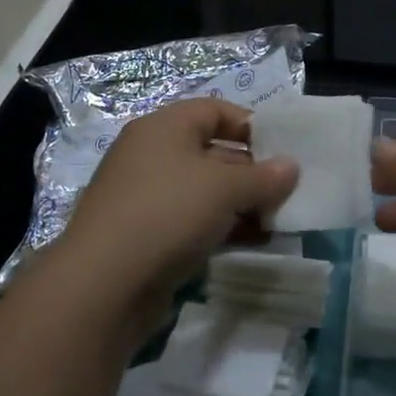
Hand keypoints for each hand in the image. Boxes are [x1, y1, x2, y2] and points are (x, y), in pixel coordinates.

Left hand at [51, 100, 297, 335]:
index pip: (214, 110)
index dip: (251, 124)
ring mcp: (146, 196)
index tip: (283, 148)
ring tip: (277, 220)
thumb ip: (264, 176)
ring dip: (242, 203)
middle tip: (287, 191)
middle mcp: (152, 155)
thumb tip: (291, 167)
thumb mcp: (225, 188)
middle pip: (213, 151)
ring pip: (205, 190)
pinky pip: (193, 220)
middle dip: (252, 171)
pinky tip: (253, 241)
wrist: (104, 285)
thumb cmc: (168, 212)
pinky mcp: (146, 234)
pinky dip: (222, 226)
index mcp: (164, 128)